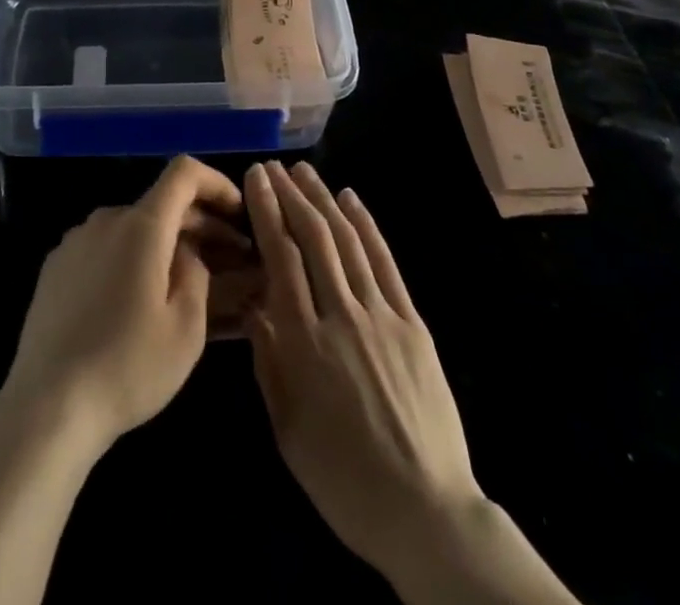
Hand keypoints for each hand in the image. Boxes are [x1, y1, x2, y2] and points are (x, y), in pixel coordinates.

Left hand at [0, 156, 244, 459]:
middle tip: (229, 259)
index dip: (216, 183)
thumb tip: (188, 252)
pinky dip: (131, 259)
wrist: (47, 406)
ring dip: (164, 244)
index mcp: (141, 225)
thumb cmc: (128, 367)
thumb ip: (197, 273)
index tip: (238, 211)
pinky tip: (138, 301)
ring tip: (184, 284)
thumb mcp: (186, 328)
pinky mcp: (55, 267)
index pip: (184, 173)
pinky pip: (105, 248)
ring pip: (133, 228)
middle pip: (161, 204)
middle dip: (199, 225)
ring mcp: (76, 241)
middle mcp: (106, 219)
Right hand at [242, 160, 481, 582]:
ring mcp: (382, 316)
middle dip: (291, 196)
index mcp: (305, 343)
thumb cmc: (343, 479)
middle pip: (314, 239)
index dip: (267, 212)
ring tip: (306, 172)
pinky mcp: (413, 323)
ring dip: (324, 201)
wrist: (425, 511)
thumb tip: (254, 304)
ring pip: (348, 242)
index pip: (281, 258)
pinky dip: (367, 227)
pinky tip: (352, 201)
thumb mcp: (288, 429)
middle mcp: (342, 316)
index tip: (255, 178)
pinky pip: (385, 264)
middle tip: (274, 167)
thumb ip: (268, 361)